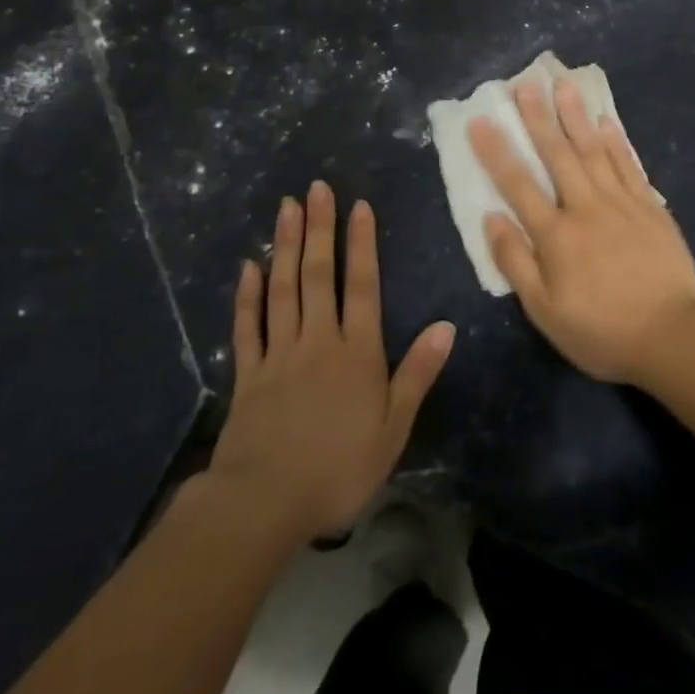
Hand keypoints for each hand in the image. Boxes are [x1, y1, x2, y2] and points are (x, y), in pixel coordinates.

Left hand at [208, 182, 453, 541]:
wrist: (264, 504)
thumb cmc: (339, 468)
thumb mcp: (393, 428)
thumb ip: (417, 373)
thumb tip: (446, 326)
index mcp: (357, 351)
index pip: (362, 285)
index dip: (361, 243)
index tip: (358, 206)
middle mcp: (318, 340)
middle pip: (318, 275)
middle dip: (318, 228)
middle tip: (315, 188)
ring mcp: (279, 354)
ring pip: (283, 290)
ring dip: (284, 247)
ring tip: (285, 209)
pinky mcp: (248, 375)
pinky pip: (248, 327)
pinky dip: (248, 295)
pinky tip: (249, 267)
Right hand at [468, 80, 694, 384]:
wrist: (672, 337)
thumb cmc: (602, 331)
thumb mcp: (546, 312)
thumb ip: (516, 262)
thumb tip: (491, 217)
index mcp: (556, 235)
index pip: (518, 184)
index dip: (496, 151)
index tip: (481, 120)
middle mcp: (586, 207)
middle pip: (557, 155)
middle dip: (539, 117)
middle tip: (526, 83)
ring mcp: (622, 203)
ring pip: (594, 150)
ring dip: (577, 116)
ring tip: (564, 86)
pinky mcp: (651, 208)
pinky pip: (630, 166)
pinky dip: (617, 142)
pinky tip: (607, 121)